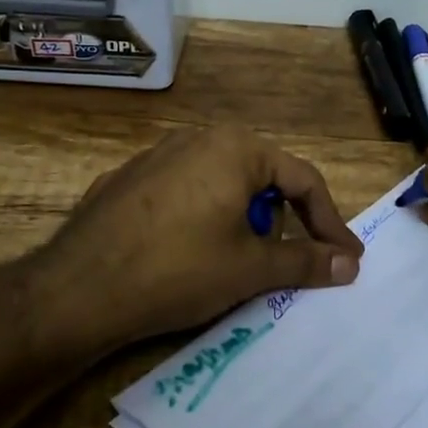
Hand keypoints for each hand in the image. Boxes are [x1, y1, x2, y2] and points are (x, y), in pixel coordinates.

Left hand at [32, 124, 364, 357]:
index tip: (346, 259)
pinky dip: (200, 220)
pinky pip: (182, 195)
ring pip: (220, 185)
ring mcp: (155, 156)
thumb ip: (306, 262)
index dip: (329, 223)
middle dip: (282, 222)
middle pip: (261, 178)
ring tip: (234, 262)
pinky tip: (185, 255)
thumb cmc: (179, 270)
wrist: (77, 289)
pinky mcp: (125, 181)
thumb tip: (349, 264)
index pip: (303, 180)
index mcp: (235, 148)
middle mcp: (196, 139)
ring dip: (241, 221)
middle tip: (287, 262)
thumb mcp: (250, 269)